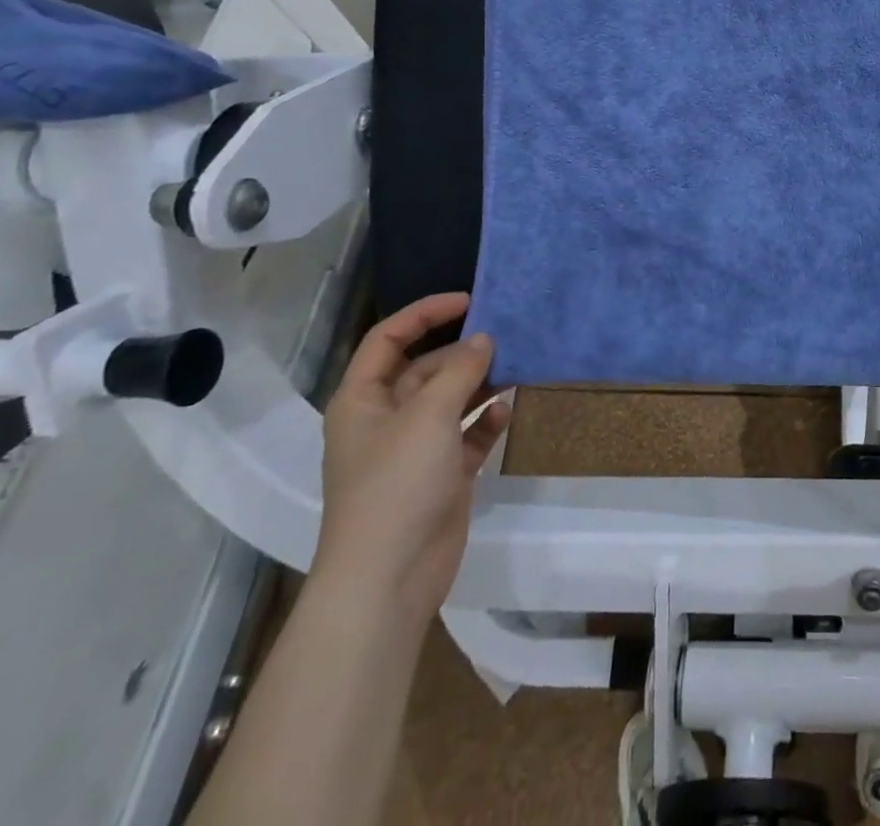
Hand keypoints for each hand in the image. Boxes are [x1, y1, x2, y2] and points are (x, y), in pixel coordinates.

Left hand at [314, 293, 510, 623]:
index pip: (388, 339)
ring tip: (517, 364)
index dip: (425, 313)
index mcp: (362, 399)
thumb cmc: (396, 485)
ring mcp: (415, 448)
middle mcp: (386, 418)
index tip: (469, 301)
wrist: (389, 578)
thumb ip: (460, 371)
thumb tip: (484, 340)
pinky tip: (507, 410)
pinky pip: (467, 434)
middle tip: (506, 333)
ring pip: (451, 399)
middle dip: (462, 350)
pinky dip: (486, 420)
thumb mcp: (428, 416)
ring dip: (480, 382)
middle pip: (425, 367)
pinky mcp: (442, 474)